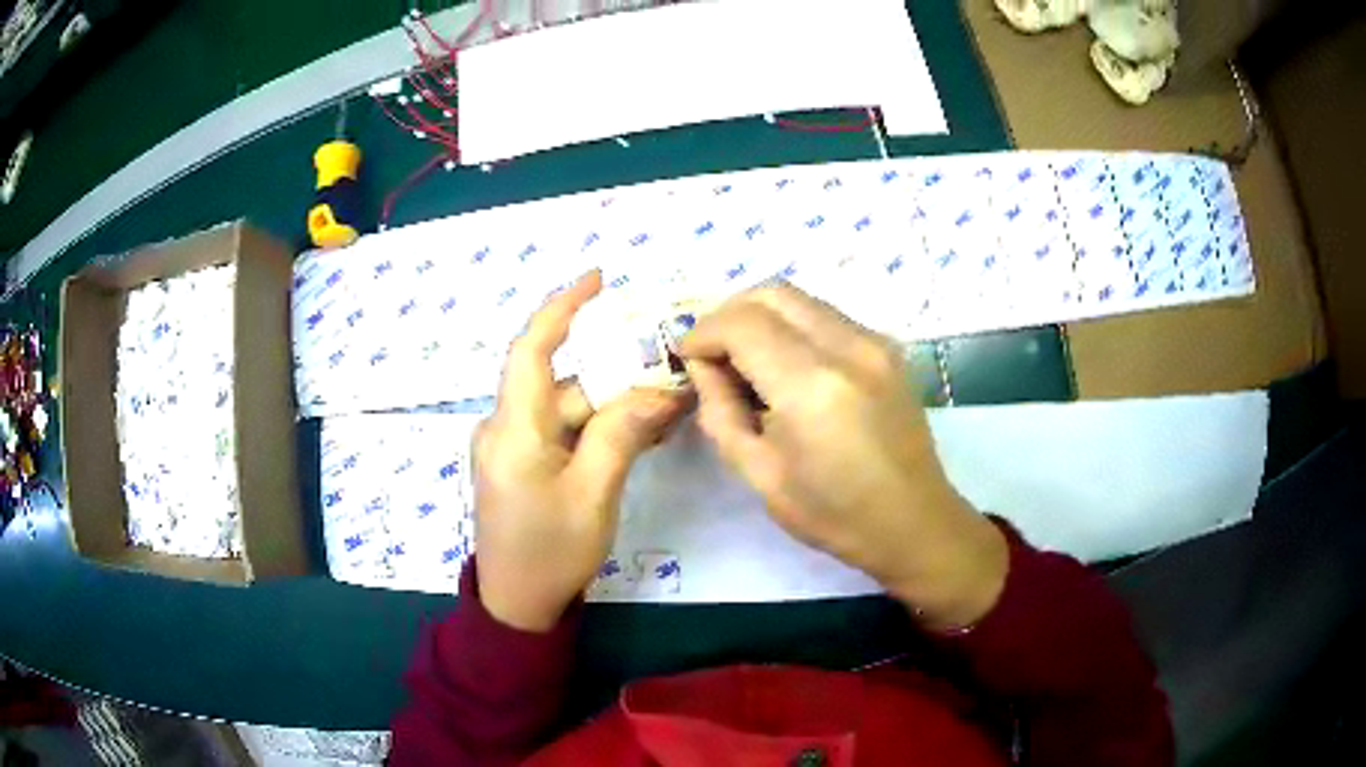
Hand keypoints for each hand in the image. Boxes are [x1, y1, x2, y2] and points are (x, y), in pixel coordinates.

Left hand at [474, 272, 688, 631]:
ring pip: (568, 410)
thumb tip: (655, 390)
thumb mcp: (594, 494)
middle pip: (565, 385)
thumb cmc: (551, 553)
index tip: (598, 279)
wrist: (516, 605)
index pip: (532, 349)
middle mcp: (505, 427)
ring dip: (614, 410)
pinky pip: (562, 433)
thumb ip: (620, 434)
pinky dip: (597, 430)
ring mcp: (511, 446)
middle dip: (617, 379)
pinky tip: (637, 436)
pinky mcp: (520, 464)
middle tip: (673, 381)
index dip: (562, 308)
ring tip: (667, 414)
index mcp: (513, 429)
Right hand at [680, 286, 1008, 629]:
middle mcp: (848, 347)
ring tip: (747, 361)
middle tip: (713, 352)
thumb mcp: (759, 474)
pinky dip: (793, 326)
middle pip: (772, 292)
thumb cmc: (833, 513)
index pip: (742, 324)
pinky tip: (786, 366)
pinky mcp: (887, 347)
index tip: (688, 358)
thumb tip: (704, 365)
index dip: (704, 333)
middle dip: (730, 313)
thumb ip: (720, 411)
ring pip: (800, 298)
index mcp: (812, 387)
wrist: (914, 521)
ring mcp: (874, 342)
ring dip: (762, 317)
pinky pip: (826, 316)